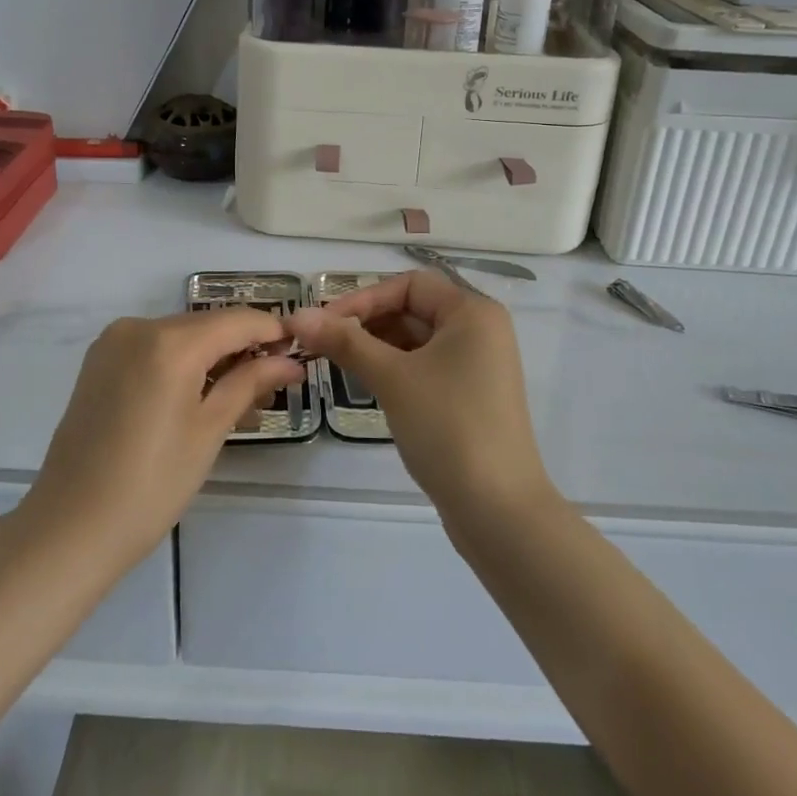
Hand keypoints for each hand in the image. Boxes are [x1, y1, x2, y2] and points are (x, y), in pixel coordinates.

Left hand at [24, 308, 303, 570]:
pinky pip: (153, 348)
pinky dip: (181, 363)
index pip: (237, 320)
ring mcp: (114, 341)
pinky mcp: (99, 361)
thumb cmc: (151, 485)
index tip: (299, 350)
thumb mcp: (209, 432)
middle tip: (272, 386)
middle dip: (243, 348)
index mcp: (170, 342)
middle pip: (207, 325)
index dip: (272, 331)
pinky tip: (197, 396)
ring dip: (212, 357)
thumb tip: (290, 362)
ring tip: (238, 400)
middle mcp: (139, 326)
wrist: (69, 527)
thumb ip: (250, 384)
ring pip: (180, 336)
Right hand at [290, 271, 555, 528]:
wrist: (498, 510)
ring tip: (338, 364)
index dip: (363, 298)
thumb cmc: (448, 427)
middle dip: (367, 323)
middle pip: (413, 309)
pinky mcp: (470, 395)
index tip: (323, 323)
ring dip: (377, 347)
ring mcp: (478, 365)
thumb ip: (344, 341)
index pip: (409, 286)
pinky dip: (395, 369)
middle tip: (322, 345)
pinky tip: (368, 385)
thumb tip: (297, 315)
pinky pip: (426, 366)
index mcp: (472, 312)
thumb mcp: (392, 378)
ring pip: (417, 340)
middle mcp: (480, 330)